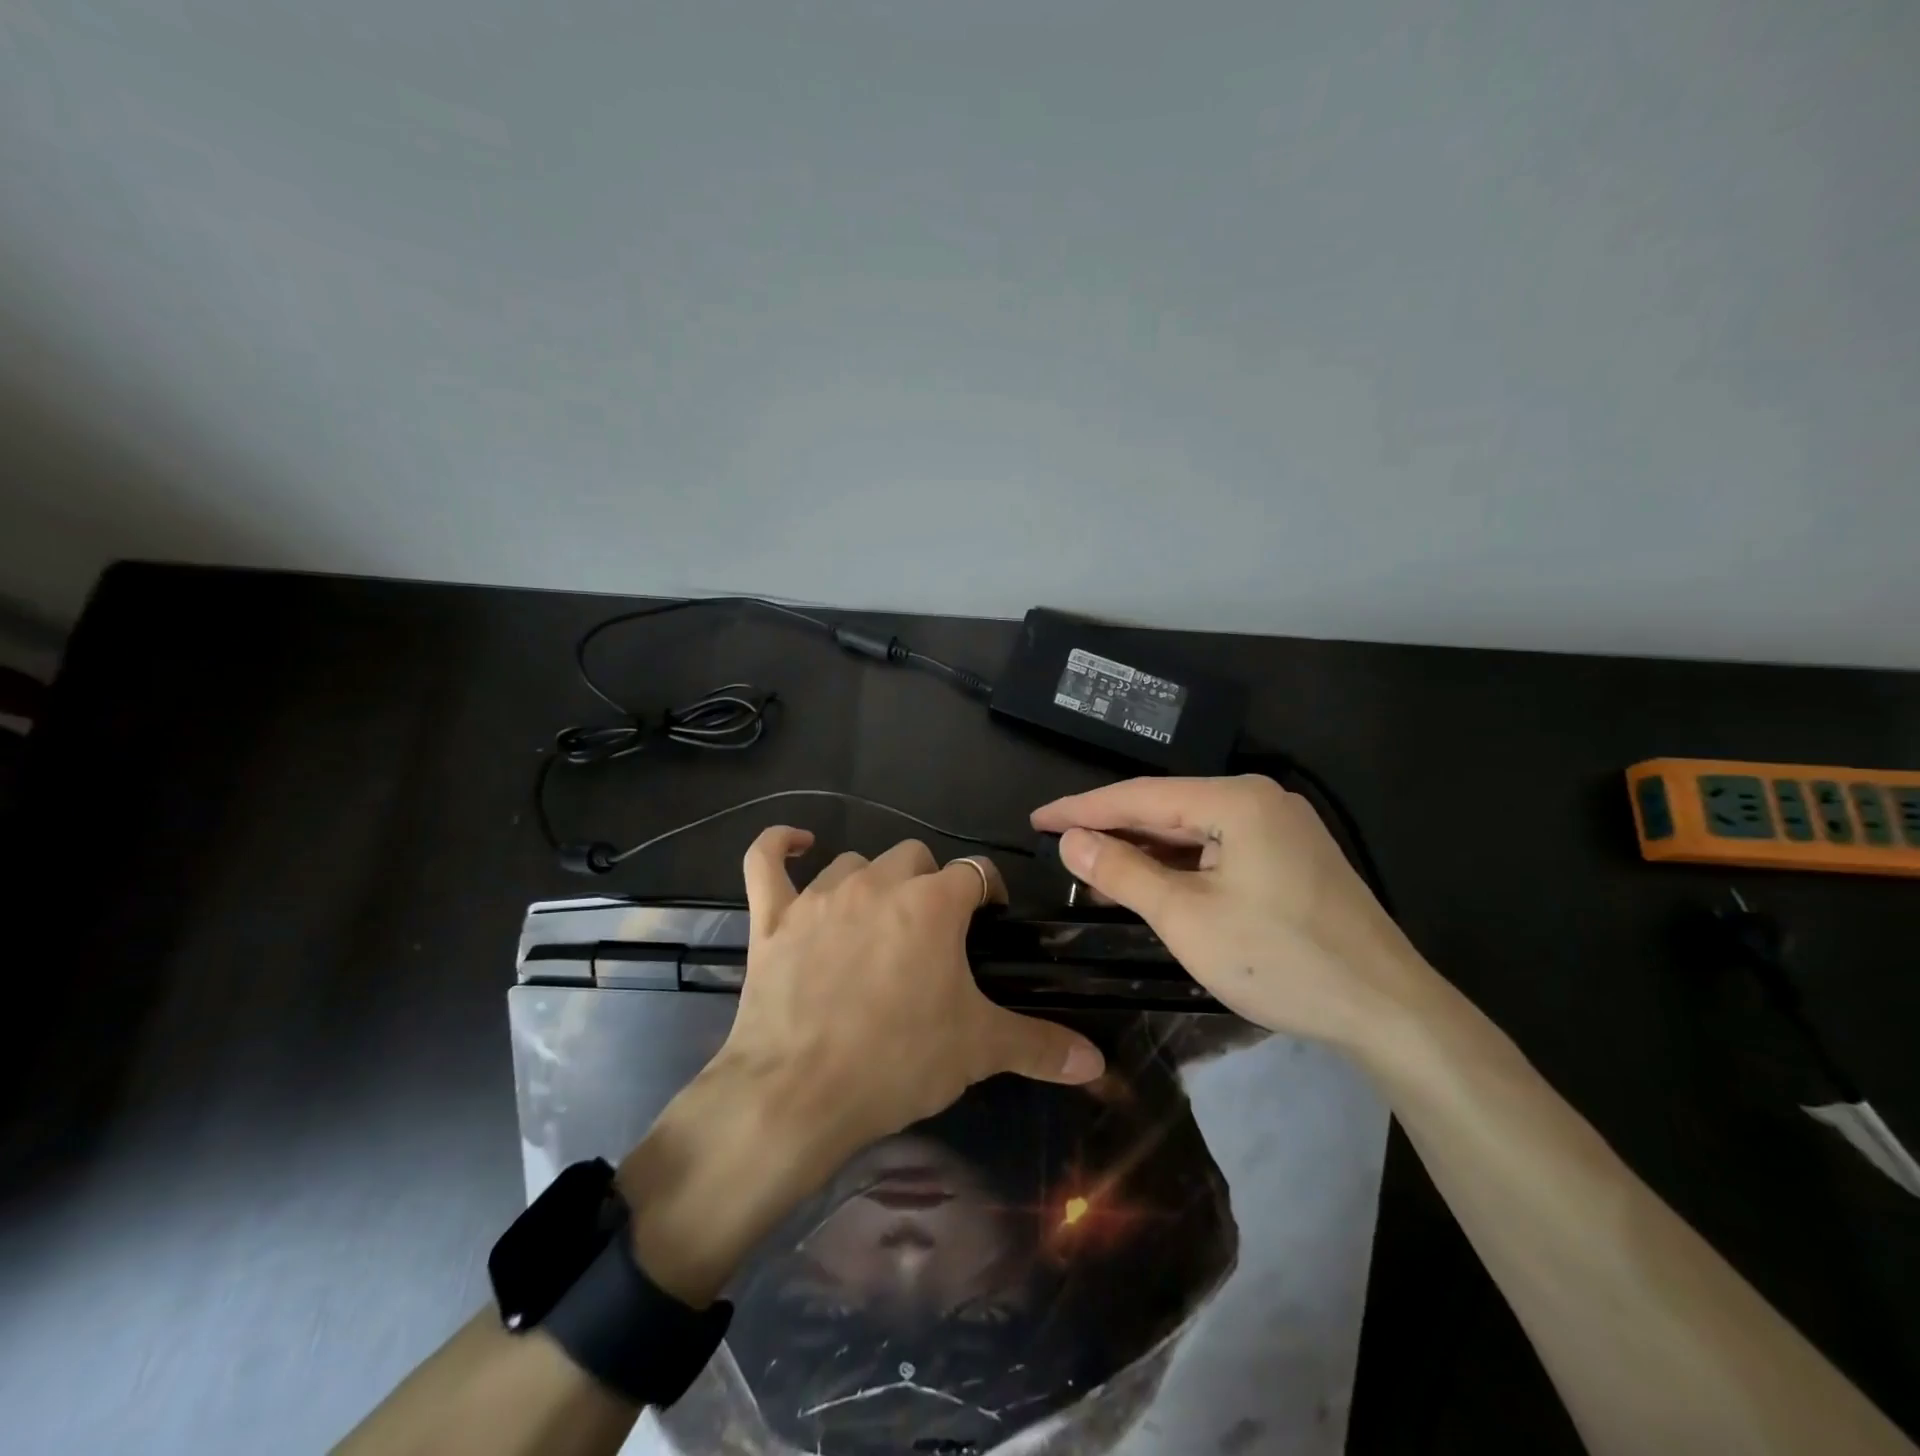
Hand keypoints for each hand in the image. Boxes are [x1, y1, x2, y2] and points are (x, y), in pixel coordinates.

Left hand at [619, 829, 1104, 1306]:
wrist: (798, 1094)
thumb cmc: (897, 1061)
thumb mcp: (978, 1050)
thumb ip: (1040, 1045)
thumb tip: (1096, 1060)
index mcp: (933, 903)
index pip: (975, 873)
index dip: (987, 893)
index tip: (989, 922)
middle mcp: (878, 883)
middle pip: (915, 857)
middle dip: (930, 884)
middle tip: (933, 933)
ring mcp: (819, 896)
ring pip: (854, 862)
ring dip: (872, 882)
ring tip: (877, 920)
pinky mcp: (772, 917)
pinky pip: (766, 861)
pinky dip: (779, 847)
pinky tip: (796, 844)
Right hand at [1032, 775, 1440, 1051]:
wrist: (1389, 1011)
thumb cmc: (1280, 960)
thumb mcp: (1186, 918)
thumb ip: (1123, 872)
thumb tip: (1072, 841)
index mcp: (1236, 800)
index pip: (1139, 796)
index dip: (1082, 809)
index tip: (1037, 820)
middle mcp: (1260, 800)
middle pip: (1167, 809)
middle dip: (1112, 830)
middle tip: (1060, 847)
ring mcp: (1281, 828)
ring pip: (1193, 831)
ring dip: (1145, 852)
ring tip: (1095, 871)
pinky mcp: (1291, 857)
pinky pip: (1219, 850)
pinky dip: (1181, 866)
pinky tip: (1153, 884)